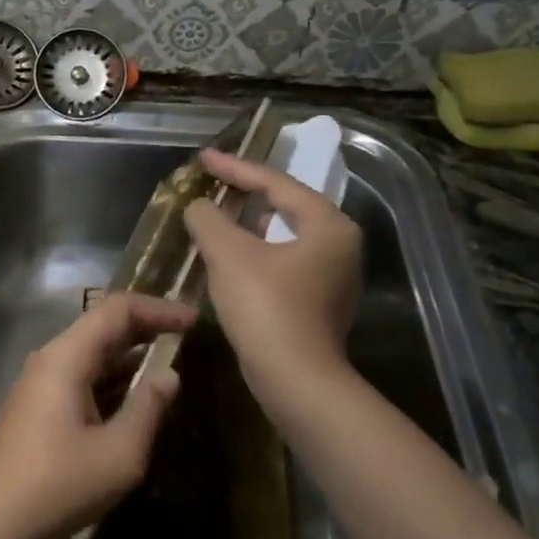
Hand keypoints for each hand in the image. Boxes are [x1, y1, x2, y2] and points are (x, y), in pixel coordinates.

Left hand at [0, 293, 197, 538]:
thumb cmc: (58, 485)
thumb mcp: (119, 453)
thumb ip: (149, 408)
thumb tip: (169, 375)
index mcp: (66, 357)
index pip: (117, 310)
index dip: (158, 309)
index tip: (193, 320)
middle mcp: (50, 360)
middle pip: (102, 328)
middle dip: (146, 329)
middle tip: (186, 339)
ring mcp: (39, 384)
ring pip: (91, 356)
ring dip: (130, 358)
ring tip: (168, 368)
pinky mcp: (37, 408)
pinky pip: (81, 378)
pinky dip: (112, 381)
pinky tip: (134, 401)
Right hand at [184, 149, 362, 411]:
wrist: (296, 381)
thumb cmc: (266, 307)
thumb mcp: (229, 254)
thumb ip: (209, 220)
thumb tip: (199, 207)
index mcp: (329, 225)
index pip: (277, 183)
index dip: (236, 168)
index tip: (204, 158)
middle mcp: (340, 247)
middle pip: (286, 207)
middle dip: (247, 194)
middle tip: (214, 182)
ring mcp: (333, 279)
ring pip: (284, 237)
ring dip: (249, 227)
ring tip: (218, 217)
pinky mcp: (318, 305)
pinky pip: (283, 264)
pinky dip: (256, 254)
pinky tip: (231, 258)